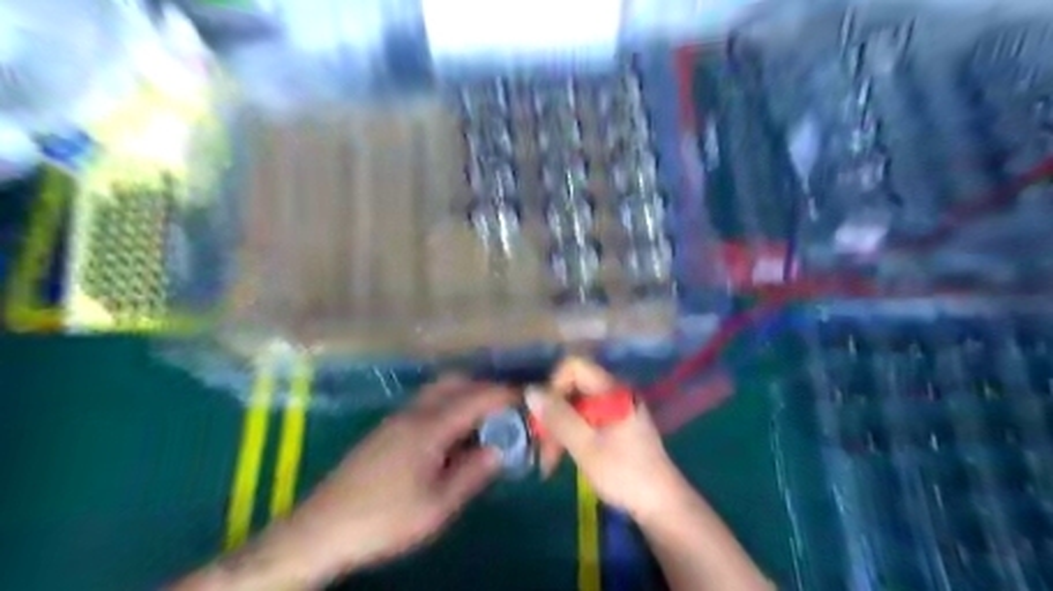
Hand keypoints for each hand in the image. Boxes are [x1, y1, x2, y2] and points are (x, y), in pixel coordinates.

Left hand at [274, 377, 514, 578]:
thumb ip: (473, 473)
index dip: (504, 394)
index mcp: (429, 427)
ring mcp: (396, 418)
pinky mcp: (387, 430)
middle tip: (505, 408)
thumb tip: (500, 450)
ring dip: (465, 395)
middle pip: (454, 382)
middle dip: (484, 387)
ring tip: (484, 423)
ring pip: (438, 391)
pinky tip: (453, 435)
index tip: (526, 397)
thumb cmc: (384, 520)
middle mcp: (413, 412)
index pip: (475, 398)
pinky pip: (426, 404)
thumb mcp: (437, 505)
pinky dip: (448, 407)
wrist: (320, 530)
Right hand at [527, 361, 692, 522]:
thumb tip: (530, 391)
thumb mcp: (585, 446)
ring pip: (575, 408)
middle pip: (572, 390)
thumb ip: (558, 417)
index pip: (573, 367)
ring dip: (558, 431)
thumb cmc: (624, 473)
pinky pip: (585, 421)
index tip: (544, 416)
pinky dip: (571, 436)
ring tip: (548, 463)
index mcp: (611, 390)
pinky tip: (561, 459)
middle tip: (541, 449)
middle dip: (552, 416)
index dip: (553, 386)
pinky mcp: (616, 427)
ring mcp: (616, 410)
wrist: (662, 505)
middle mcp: (613, 393)